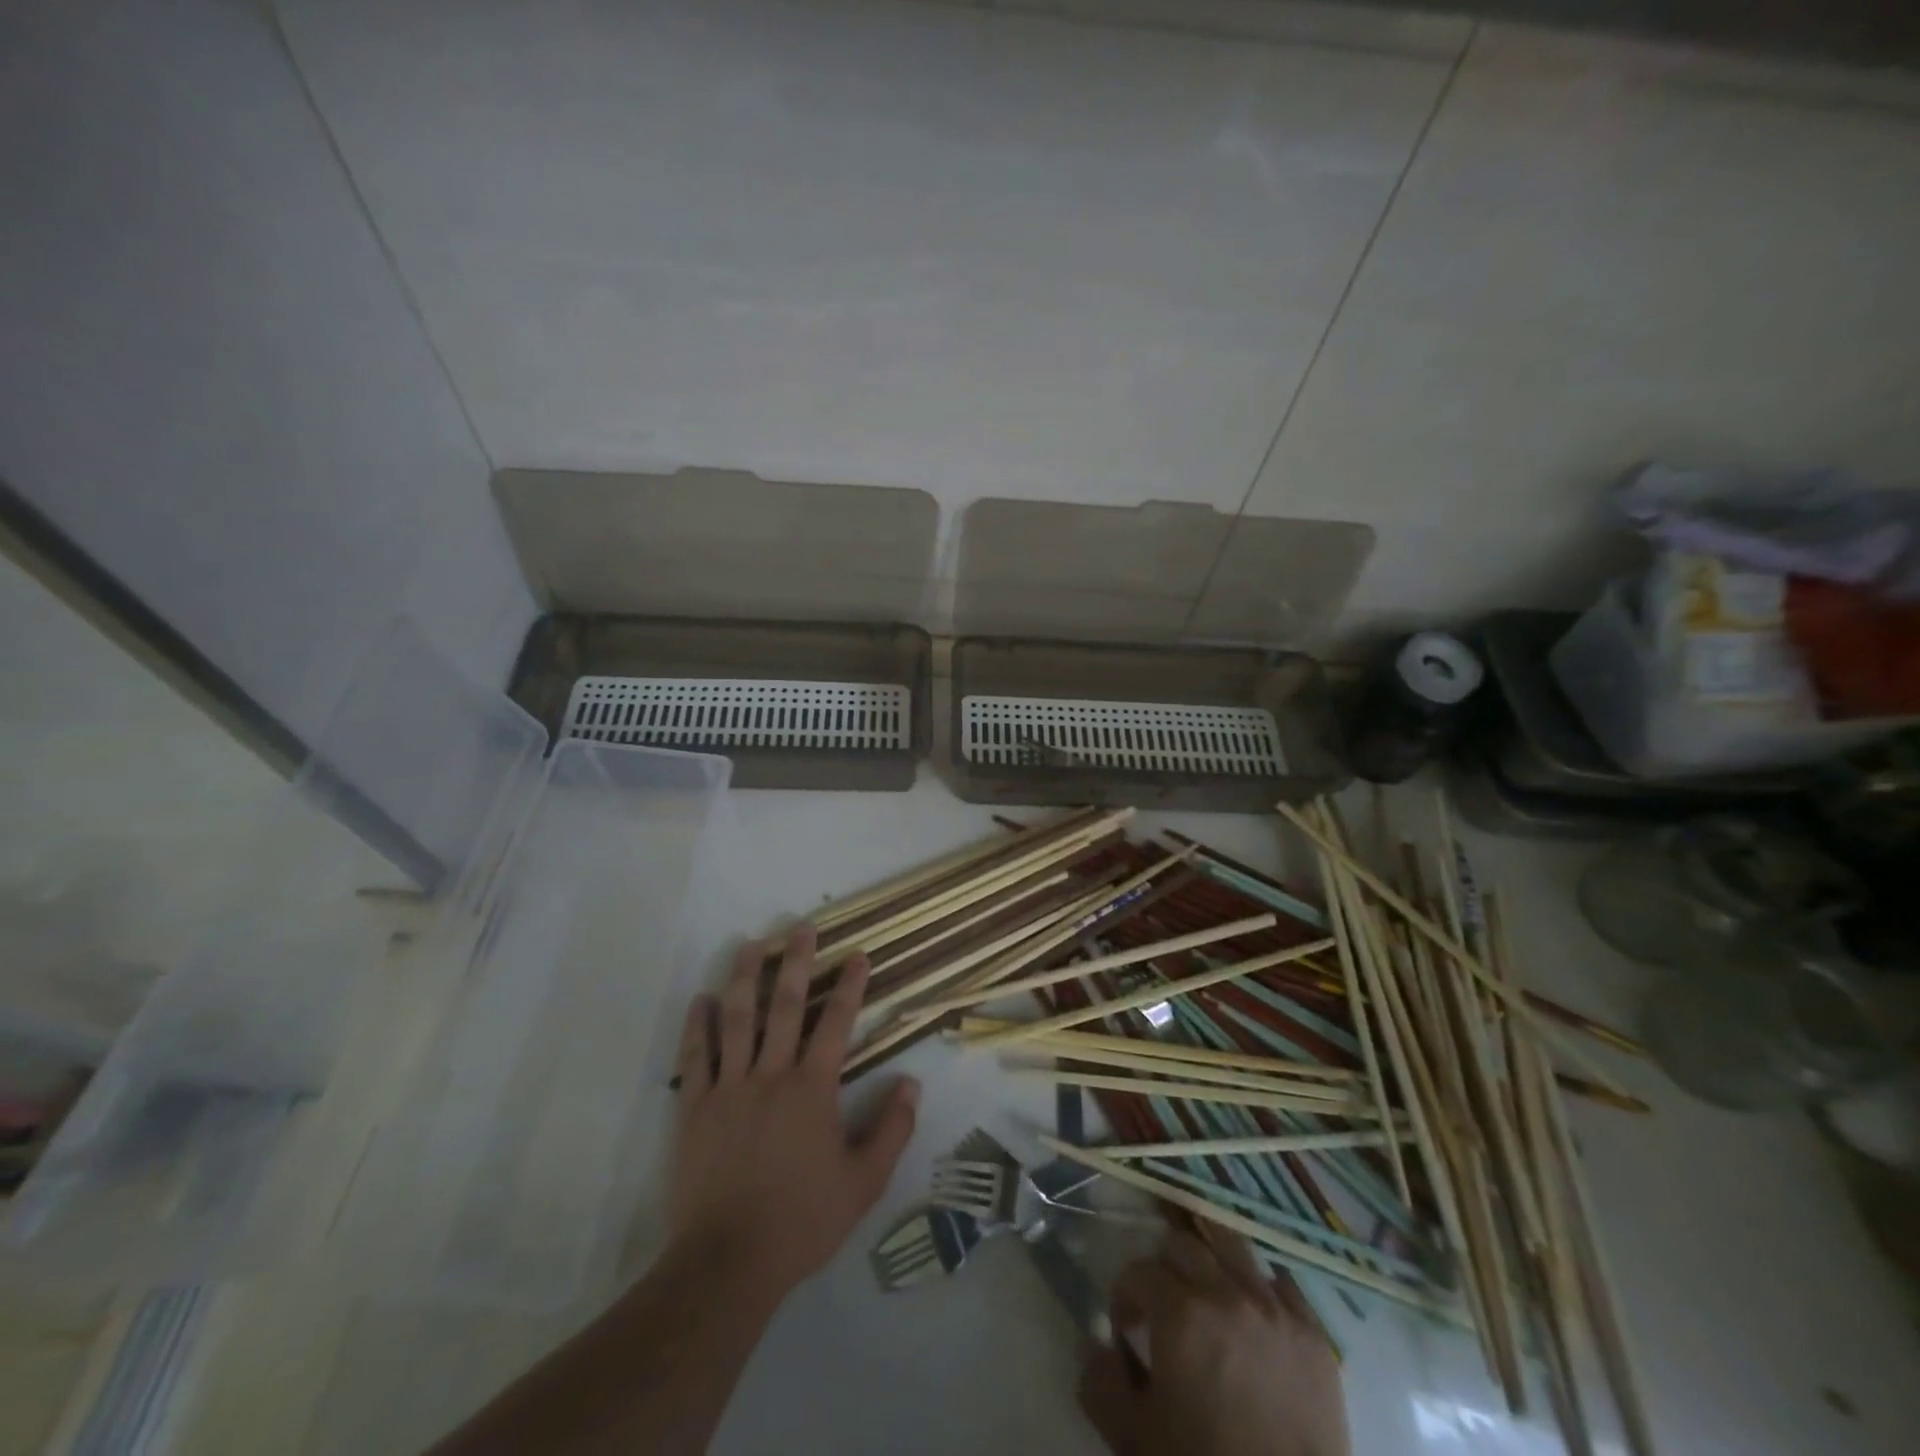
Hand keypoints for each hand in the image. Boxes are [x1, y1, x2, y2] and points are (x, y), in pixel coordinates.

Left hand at [668, 926, 919, 1301]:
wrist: (728, 1263)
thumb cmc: (801, 1220)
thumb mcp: (863, 1183)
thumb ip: (891, 1130)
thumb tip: (912, 1084)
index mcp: (812, 1089)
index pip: (836, 1023)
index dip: (849, 986)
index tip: (857, 955)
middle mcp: (770, 1075)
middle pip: (784, 1006)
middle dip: (795, 962)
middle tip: (800, 928)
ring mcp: (729, 1088)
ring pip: (736, 1020)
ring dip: (743, 978)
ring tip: (749, 945)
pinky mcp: (695, 1109)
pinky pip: (695, 1057)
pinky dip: (697, 1026)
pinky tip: (700, 999)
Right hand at [1080, 1227, 1349, 1455]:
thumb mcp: (1133, 1438)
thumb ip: (1100, 1384)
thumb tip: (1093, 1347)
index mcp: (1179, 1313)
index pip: (1137, 1271)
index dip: (1124, 1295)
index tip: (1125, 1327)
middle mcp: (1225, 1292)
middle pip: (1184, 1244)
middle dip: (1165, 1267)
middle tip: (1164, 1303)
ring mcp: (1273, 1307)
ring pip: (1233, 1245)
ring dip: (1211, 1256)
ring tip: (1207, 1285)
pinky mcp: (1312, 1332)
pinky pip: (1281, 1282)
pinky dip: (1260, 1285)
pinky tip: (1253, 1310)